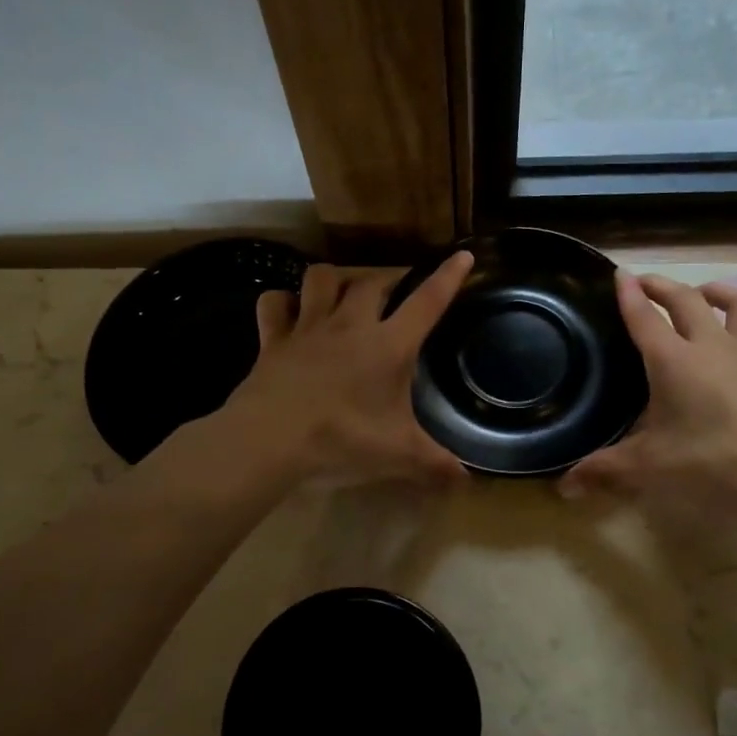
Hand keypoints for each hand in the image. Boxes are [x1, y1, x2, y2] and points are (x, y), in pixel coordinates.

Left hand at [222, 252, 474, 486]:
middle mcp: (350, 325)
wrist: (269, 441)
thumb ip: (434, 463)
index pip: (426, 302)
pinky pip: (274, 303)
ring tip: (342, 292)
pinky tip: (288, 311)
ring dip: (335, 279)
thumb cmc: (342, 440)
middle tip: (394, 292)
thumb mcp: (397, 455)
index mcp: (388, 345)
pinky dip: (281, 301)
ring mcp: (307, 327)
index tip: (462, 255)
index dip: (447, 277)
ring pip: (321, 278)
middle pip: (372, 282)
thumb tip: (466, 479)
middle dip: (387, 279)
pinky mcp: (273, 339)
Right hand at [559, 272, 736, 527]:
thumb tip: (563, 487)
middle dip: (662, 285)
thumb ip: (604, 472)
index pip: (644, 316)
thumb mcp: (650, 470)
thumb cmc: (715, 465)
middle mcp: (712, 346)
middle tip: (646, 283)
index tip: (619, 273)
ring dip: (718, 292)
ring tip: (704, 295)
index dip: (628, 293)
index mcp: (673, 360)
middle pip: (686, 299)